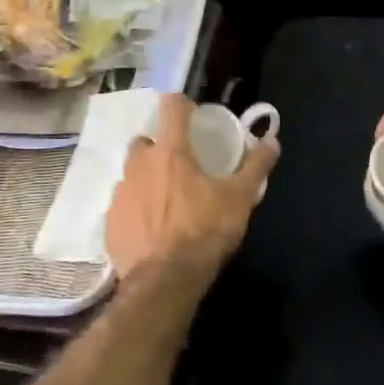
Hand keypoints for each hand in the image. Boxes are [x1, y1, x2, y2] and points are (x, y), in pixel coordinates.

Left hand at [106, 94, 280, 278]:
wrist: (164, 281)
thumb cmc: (204, 231)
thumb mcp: (239, 198)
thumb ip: (256, 166)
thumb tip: (273, 140)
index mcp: (171, 152)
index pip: (171, 107)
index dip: (182, 104)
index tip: (193, 113)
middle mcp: (139, 165)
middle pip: (146, 141)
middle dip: (161, 147)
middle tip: (181, 165)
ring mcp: (120, 193)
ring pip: (132, 174)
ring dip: (148, 179)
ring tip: (167, 200)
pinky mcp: (110, 222)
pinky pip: (124, 205)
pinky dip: (136, 209)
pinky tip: (152, 227)